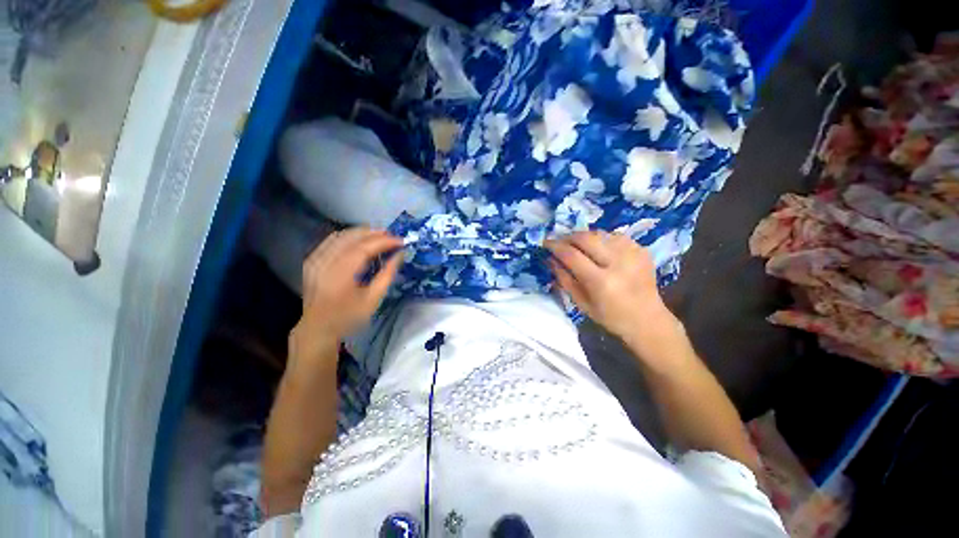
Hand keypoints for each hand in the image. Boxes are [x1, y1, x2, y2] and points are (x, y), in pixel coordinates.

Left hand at [290, 228, 402, 364]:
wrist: (318, 328)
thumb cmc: (349, 317)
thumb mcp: (373, 299)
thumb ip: (387, 274)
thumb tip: (400, 255)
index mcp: (340, 274)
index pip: (364, 248)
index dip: (384, 241)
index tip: (401, 241)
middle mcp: (325, 262)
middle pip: (351, 237)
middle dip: (374, 233)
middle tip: (393, 236)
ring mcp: (315, 260)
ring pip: (340, 235)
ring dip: (362, 232)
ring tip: (380, 235)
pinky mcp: (312, 260)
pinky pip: (331, 240)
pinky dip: (348, 236)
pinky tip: (359, 239)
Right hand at [545, 231, 678, 344]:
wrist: (648, 319)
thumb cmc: (611, 317)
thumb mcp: (581, 303)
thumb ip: (564, 279)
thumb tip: (550, 259)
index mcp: (601, 282)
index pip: (571, 255)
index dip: (555, 246)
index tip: (545, 243)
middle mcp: (617, 263)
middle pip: (586, 237)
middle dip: (568, 237)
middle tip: (560, 242)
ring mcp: (632, 253)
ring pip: (600, 233)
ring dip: (584, 237)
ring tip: (577, 246)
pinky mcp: (641, 250)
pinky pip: (614, 236)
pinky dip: (601, 239)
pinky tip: (598, 249)